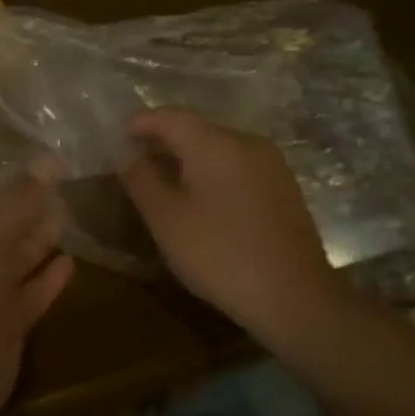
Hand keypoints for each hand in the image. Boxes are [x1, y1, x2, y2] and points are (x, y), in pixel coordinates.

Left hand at [0, 168, 75, 415]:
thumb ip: (17, 200)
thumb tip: (50, 159)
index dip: (17, 176)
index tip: (58, 162)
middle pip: (3, 221)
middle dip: (33, 205)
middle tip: (76, 184)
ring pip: (17, 256)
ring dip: (42, 238)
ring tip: (77, 214)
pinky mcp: (3, 325)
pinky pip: (30, 292)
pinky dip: (48, 279)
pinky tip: (72, 263)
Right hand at [119, 108, 344, 347]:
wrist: (295, 299)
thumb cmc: (219, 254)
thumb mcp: (166, 219)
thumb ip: (141, 179)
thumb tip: (126, 154)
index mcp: (215, 144)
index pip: (171, 117)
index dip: (141, 123)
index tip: (119, 137)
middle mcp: (246, 143)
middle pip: (197, 129)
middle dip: (164, 141)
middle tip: (137, 162)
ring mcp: (271, 165)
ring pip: (219, 149)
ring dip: (189, 158)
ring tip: (166, 182)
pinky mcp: (284, 189)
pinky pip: (238, 167)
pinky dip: (213, 173)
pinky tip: (203, 200)